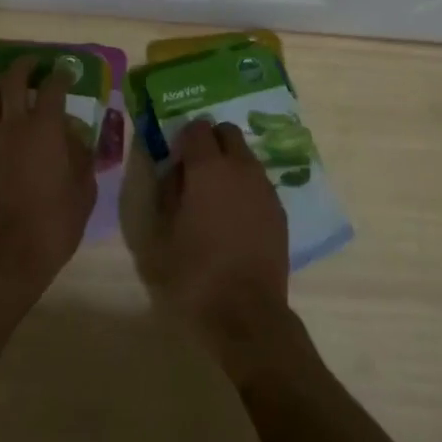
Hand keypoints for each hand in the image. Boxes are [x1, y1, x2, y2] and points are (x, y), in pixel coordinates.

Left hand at [0, 56, 95, 300]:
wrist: (7, 253)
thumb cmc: (55, 222)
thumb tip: (76, 137)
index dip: (61, 75)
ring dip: (2, 84)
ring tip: (11, 83)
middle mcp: (14, 125)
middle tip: (34, 64)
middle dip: (24, 66)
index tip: (67, 72)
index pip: (52, 88)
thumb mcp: (83, 190)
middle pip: (13, 81)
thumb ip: (82, 156)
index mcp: (45, 128)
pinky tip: (0, 119)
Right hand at [158, 118, 293, 376]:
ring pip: (246, 156)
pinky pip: (258, 183)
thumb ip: (166, 192)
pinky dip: (245, 187)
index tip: (175, 158)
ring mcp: (264, 188)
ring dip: (229, 164)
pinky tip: (234, 217)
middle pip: (227, 133)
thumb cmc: (194, 274)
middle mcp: (240, 168)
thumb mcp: (161, 234)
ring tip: (214, 197)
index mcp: (208, 168)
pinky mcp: (279, 211)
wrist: (246, 314)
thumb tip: (173, 171)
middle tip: (194, 170)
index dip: (183, 138)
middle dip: (210, 142)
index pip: (197, 128)